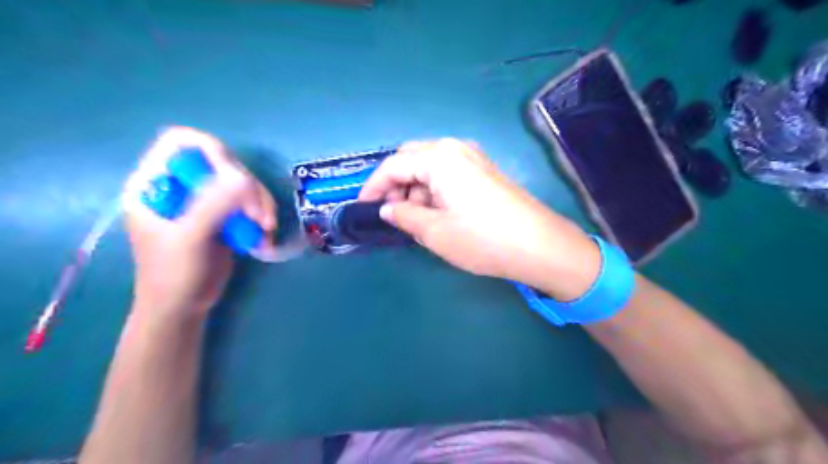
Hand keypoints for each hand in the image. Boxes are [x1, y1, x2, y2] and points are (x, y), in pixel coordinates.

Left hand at [122, 128, 276, 319]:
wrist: (183, 306)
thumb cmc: (173, 274)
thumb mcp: (189, 239)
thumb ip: (213, 205)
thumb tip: (244, 177)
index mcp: (157, 182)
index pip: (182, 143)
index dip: (212, 150)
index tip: (236, 178)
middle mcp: (183, 185)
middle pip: (223, 163)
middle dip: (247, 188)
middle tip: (258, 216)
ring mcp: (206, 200)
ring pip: (243, 184)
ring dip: (261, 204)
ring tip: (266, 229)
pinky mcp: (225, 215)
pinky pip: (251, 203)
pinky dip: (262, 217)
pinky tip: (264, 237)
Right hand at [363, 138, 602, 300]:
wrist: (539, 246)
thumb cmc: (481, 238)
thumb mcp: (433, 231)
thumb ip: (403, 215)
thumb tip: (387, 208)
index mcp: (439, 157)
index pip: (394, 165)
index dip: (374, 186)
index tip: (363, 206)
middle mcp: (456, 148)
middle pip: (412, 160)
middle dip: (396, 184)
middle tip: (391, 213)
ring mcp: (474, 158)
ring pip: (431, 167)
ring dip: (416, 188)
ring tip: (415, 219)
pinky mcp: (486, 172)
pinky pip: (449, 174)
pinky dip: (435, 190)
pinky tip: (437, 213)